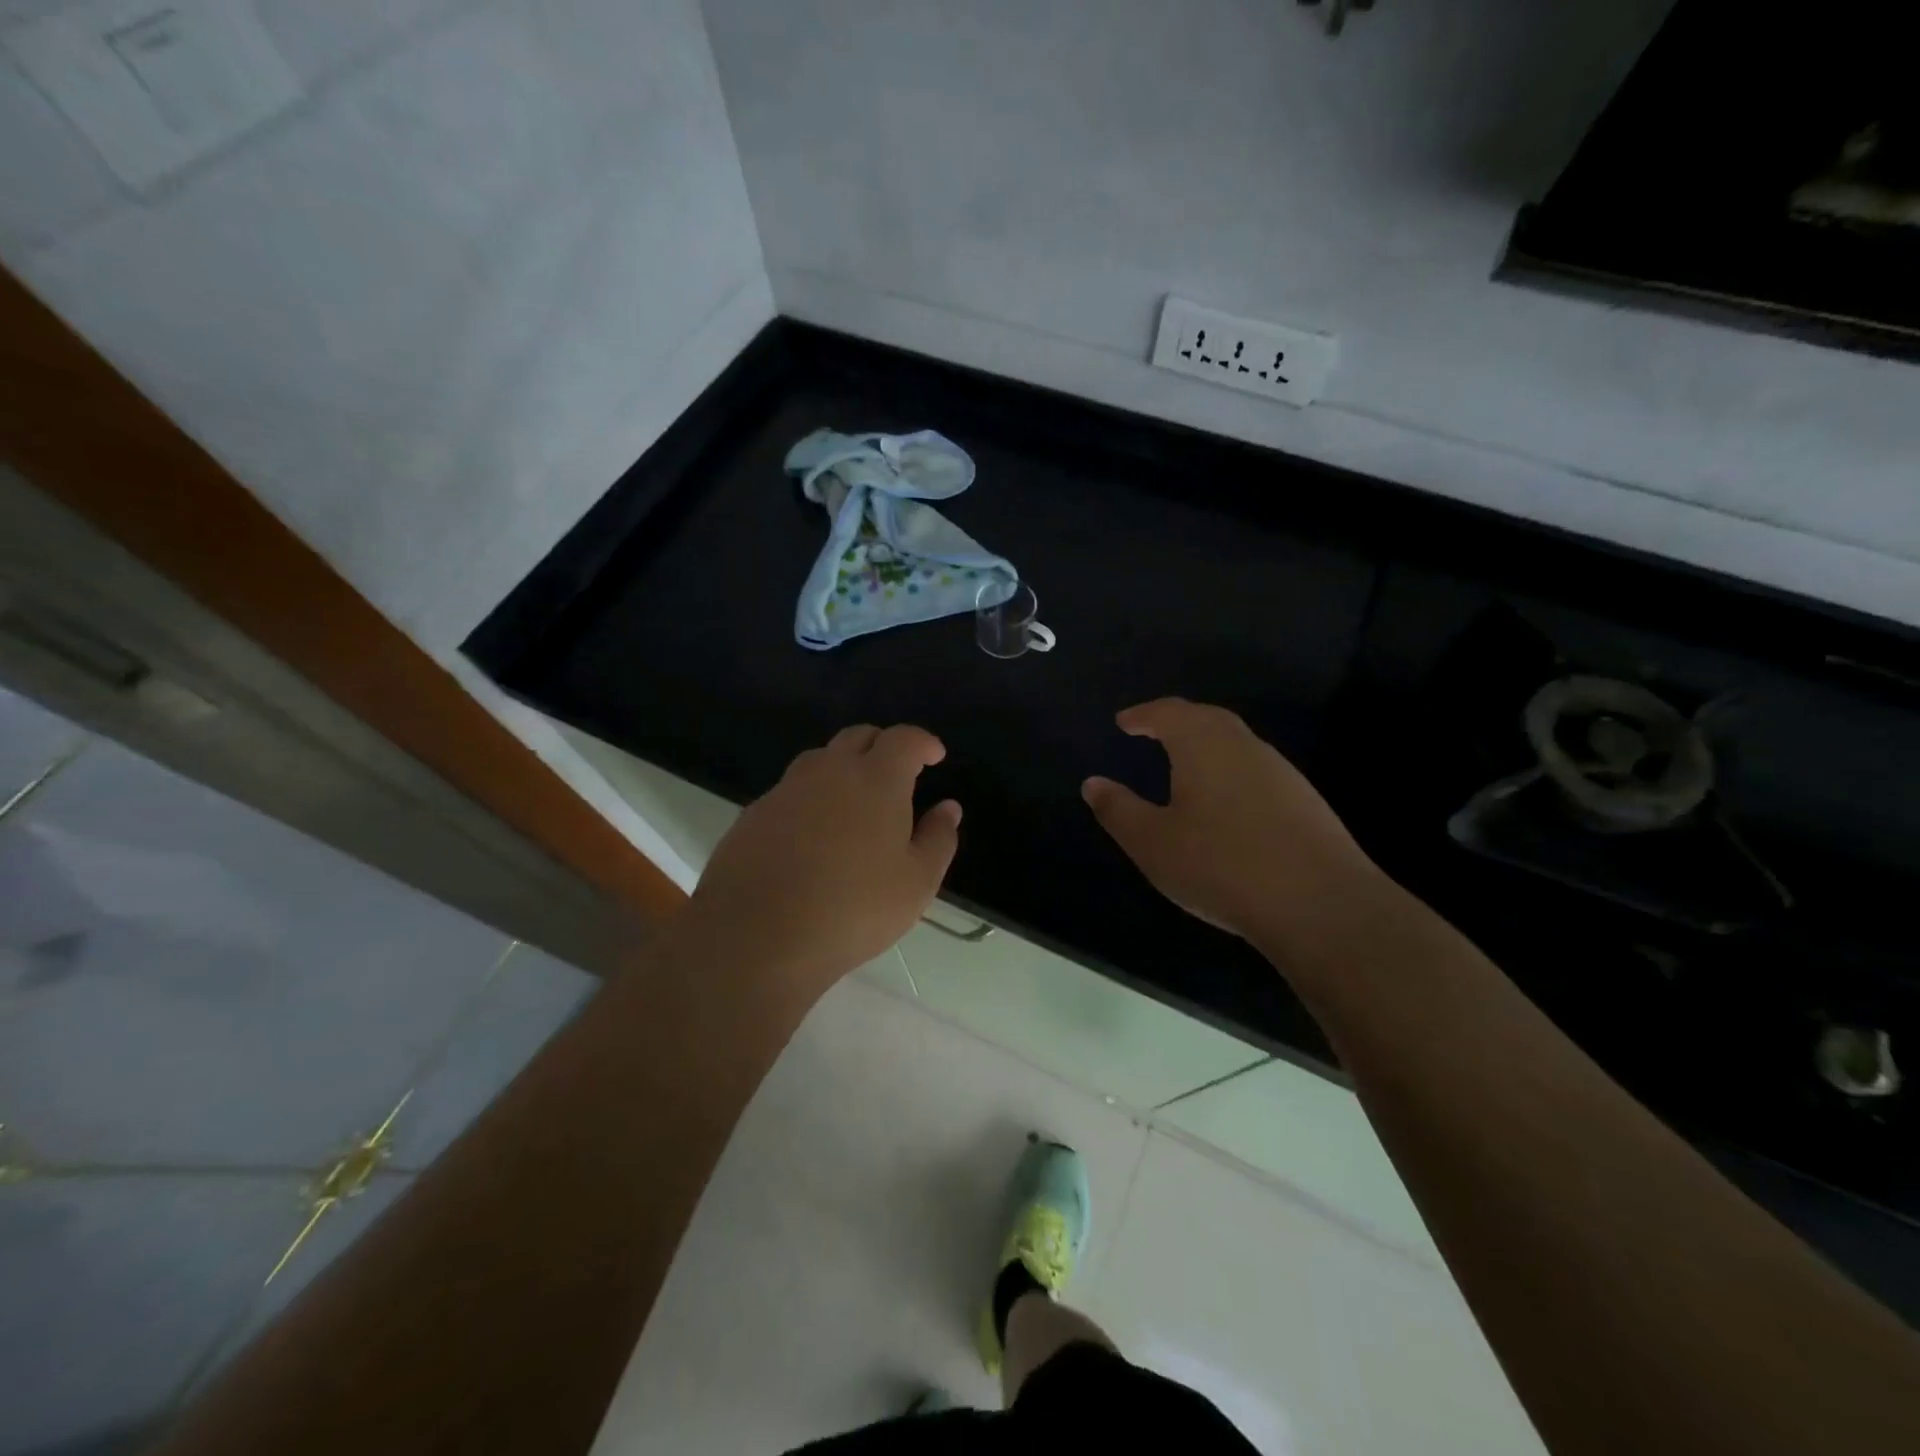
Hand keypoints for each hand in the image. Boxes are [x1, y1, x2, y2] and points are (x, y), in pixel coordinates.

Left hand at [680, 724, 960, 1005]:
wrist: (756, 936)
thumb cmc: (852, 908)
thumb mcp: (916, 883)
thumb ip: (938, 839)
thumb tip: (948, 807)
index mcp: (876, 779)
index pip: (904, 739)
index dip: (923, 742)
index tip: (935, 756)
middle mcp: (829, 771)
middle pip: (859, 737)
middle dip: (883, 746)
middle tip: (898, 773)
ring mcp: (786, 789)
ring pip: (821, 759)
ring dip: (844, 767)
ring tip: (855, 801)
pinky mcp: (754, 813)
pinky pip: (792, 790)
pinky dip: (812, 797)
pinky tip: (814, 833)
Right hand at [1081, 698, 1390, 964]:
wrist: (1320, 905)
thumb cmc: (1221, 866)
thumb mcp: (1153, 843)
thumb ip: (1119, 810)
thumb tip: (1093, 783)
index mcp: (1203, 745)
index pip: (1169, 713)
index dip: (1143, 714)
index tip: (1124, 722)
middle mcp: (1244, 747)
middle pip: (1207, 719)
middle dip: (1177, 721)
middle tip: (1154, 732)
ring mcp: (1281, 772)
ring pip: (1236, 744)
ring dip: (1207, 745)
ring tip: (1185, 765)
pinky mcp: (1305, 801)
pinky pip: (1256, 770)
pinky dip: (1231, 771)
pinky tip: (1226, 803)